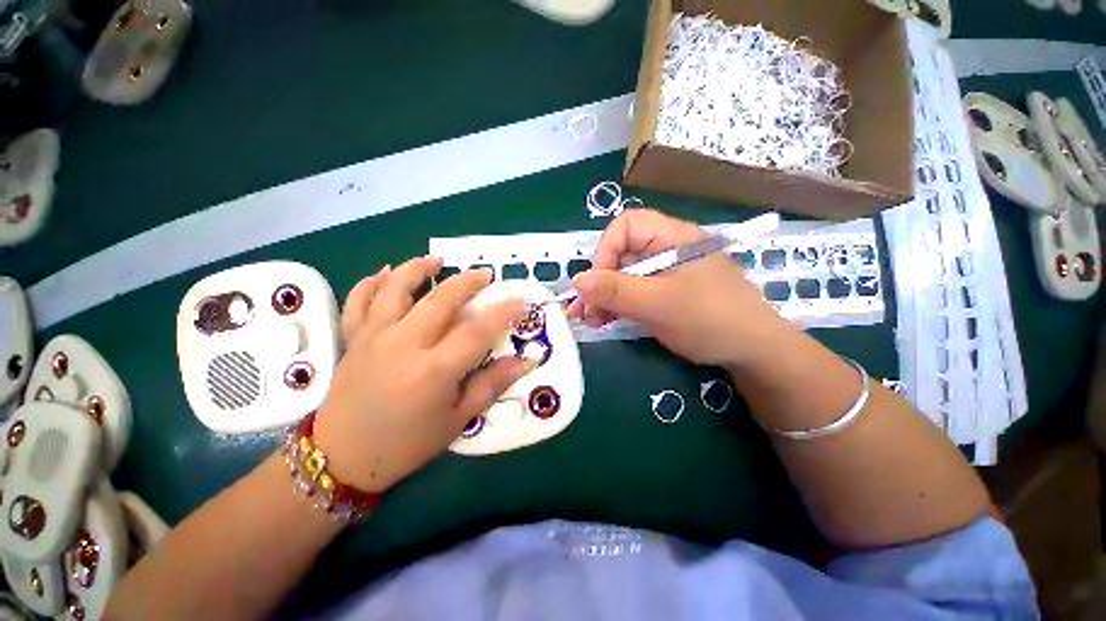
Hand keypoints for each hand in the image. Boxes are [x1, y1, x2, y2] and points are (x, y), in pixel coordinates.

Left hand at [315, 256, 530, 492]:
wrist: (342, 458)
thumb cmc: (407, 444)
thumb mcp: (457, 420)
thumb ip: (491, 384)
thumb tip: (525, 361)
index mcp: (434, 370)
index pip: (477, 331)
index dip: (503, 312)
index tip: (521, 299)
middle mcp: (403, 345)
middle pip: (439, 300)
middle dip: (466, 282)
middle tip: (485, 275)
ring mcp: (374, 338)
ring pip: (395, 290)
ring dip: (418, 269)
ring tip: (436, 260)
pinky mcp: (354, 339)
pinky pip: (358, 302)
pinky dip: (371, 282)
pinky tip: (385, 273)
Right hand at [568, 209, 790, 367]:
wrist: (754, 353)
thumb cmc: (709, 319)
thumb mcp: (657, 304)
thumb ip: (615, 290)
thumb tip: (576, 280)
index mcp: (672, 237)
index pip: (626, 226)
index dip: (606, 251)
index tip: (598, 283)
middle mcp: (668, 250)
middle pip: (623, 254)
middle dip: (599, 281)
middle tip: (583, 309)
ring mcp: (668, 273)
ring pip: (626, 276)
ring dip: (604, 296)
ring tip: (590, 319)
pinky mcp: (667, 293)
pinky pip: (636, 292)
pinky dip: (618, 305)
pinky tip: (605, 320)